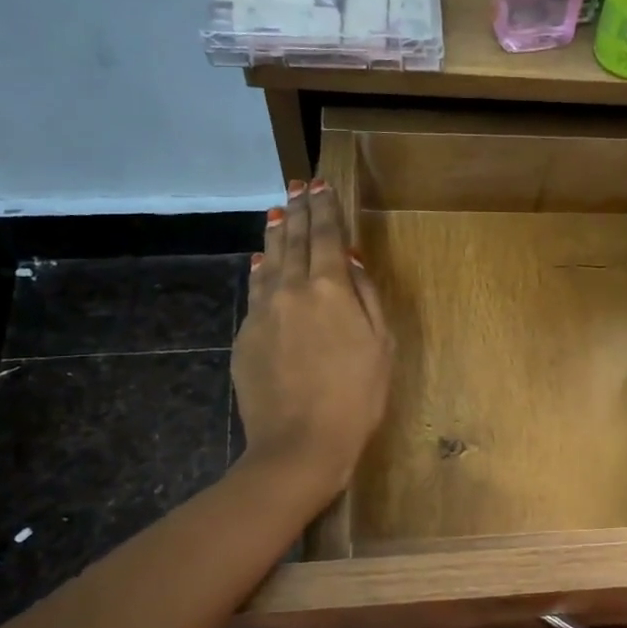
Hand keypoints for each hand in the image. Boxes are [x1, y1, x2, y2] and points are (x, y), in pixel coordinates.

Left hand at [233, 180, 391, 496]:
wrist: (300, 444)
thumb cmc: (356, 398)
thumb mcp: (381, 347)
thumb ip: (366, 298)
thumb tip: (350, 261)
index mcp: (331, 288)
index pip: (326, 235)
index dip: (324, 207)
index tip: (321, 184)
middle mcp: (292, 289)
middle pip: (294, 240)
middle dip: (298, 210)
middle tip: (297, 186)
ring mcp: (263, 311)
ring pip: (268, 260)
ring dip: (275, 234)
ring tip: (278, 213)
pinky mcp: (245, 335)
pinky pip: (255, 290)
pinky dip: (260, 270)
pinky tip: (261, 263)